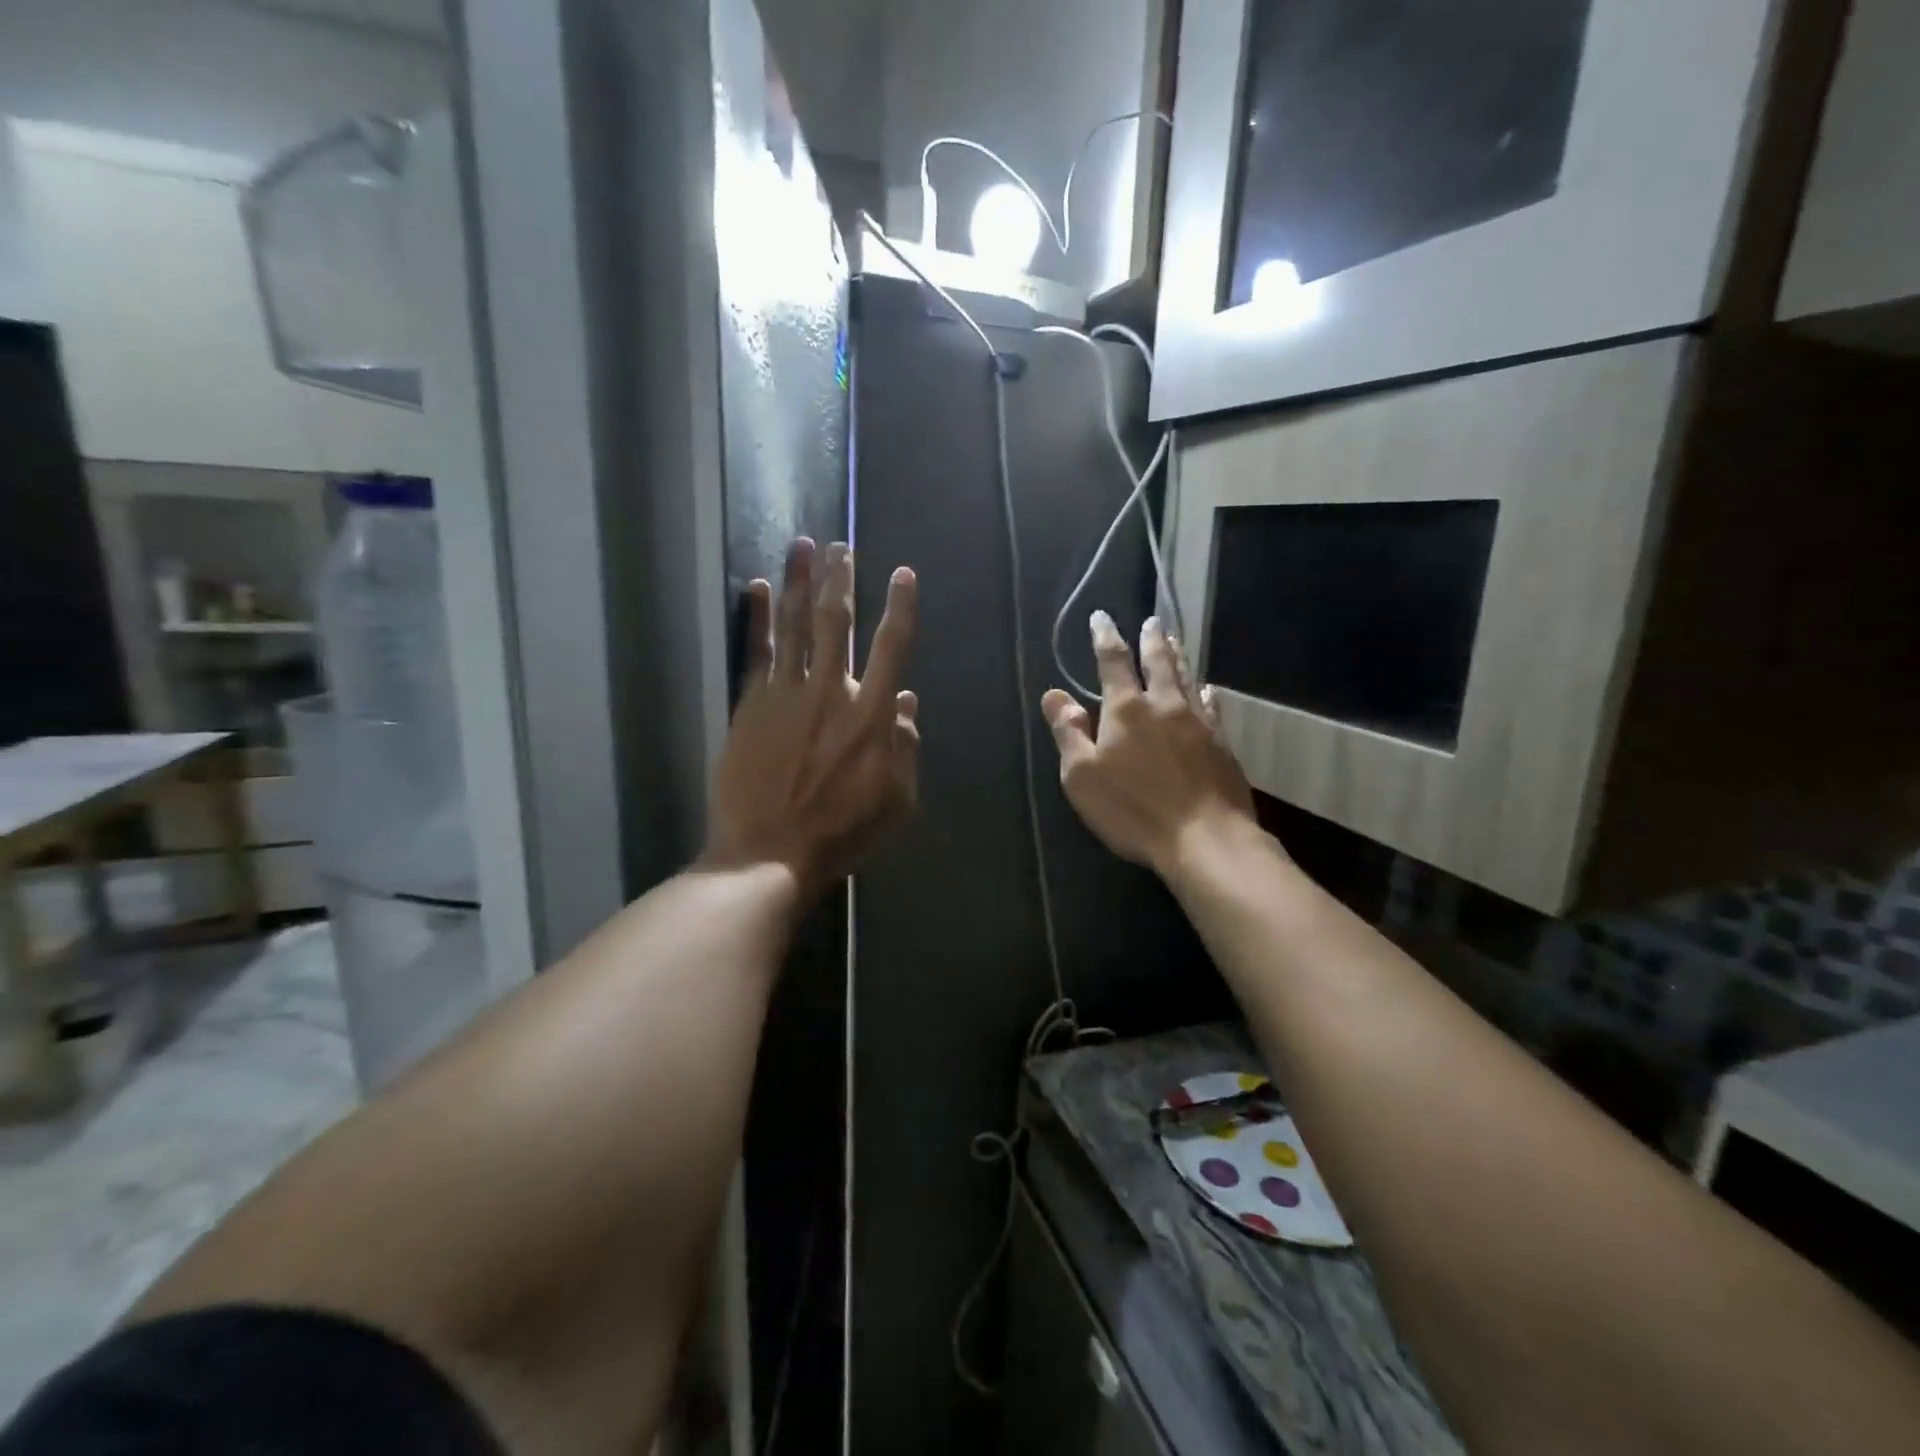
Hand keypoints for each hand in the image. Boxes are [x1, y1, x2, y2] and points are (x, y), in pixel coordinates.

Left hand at [706, 538, 919, 896]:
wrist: (769, 852)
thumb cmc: (843, 831)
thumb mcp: (897, 799)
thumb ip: (906, 746)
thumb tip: (906, 699)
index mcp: (872, 714)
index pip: (891, 646)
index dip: (900, 607)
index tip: (903, 573)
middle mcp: (830, 691)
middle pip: (836, 622)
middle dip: (840, 579)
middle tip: (840, 546)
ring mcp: (786, 694)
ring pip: (793, 624)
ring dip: (798, 582)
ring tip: (801, 545)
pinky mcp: (750, 704)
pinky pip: (755, 650)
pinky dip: (755, 616)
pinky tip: (755, 587)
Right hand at [1042, 612, 1257, 879]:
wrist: (1205, 837)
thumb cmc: (1133, 808)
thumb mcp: (1082, 776)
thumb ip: (1068, 732)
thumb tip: (1053, 694)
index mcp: (1126, 710)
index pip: (1113, 662)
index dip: (1105, 637)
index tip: (1101, 618)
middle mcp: (1164, 705)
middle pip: (1158, 662)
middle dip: (1151, 639)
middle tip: (1151, 621)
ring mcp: (1198, 723)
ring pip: (1187, 678)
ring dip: (1178, 656)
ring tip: (1174, 640)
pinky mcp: (1221, 744)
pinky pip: (1212, 707)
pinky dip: (1205, 692)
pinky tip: (1207, 690)